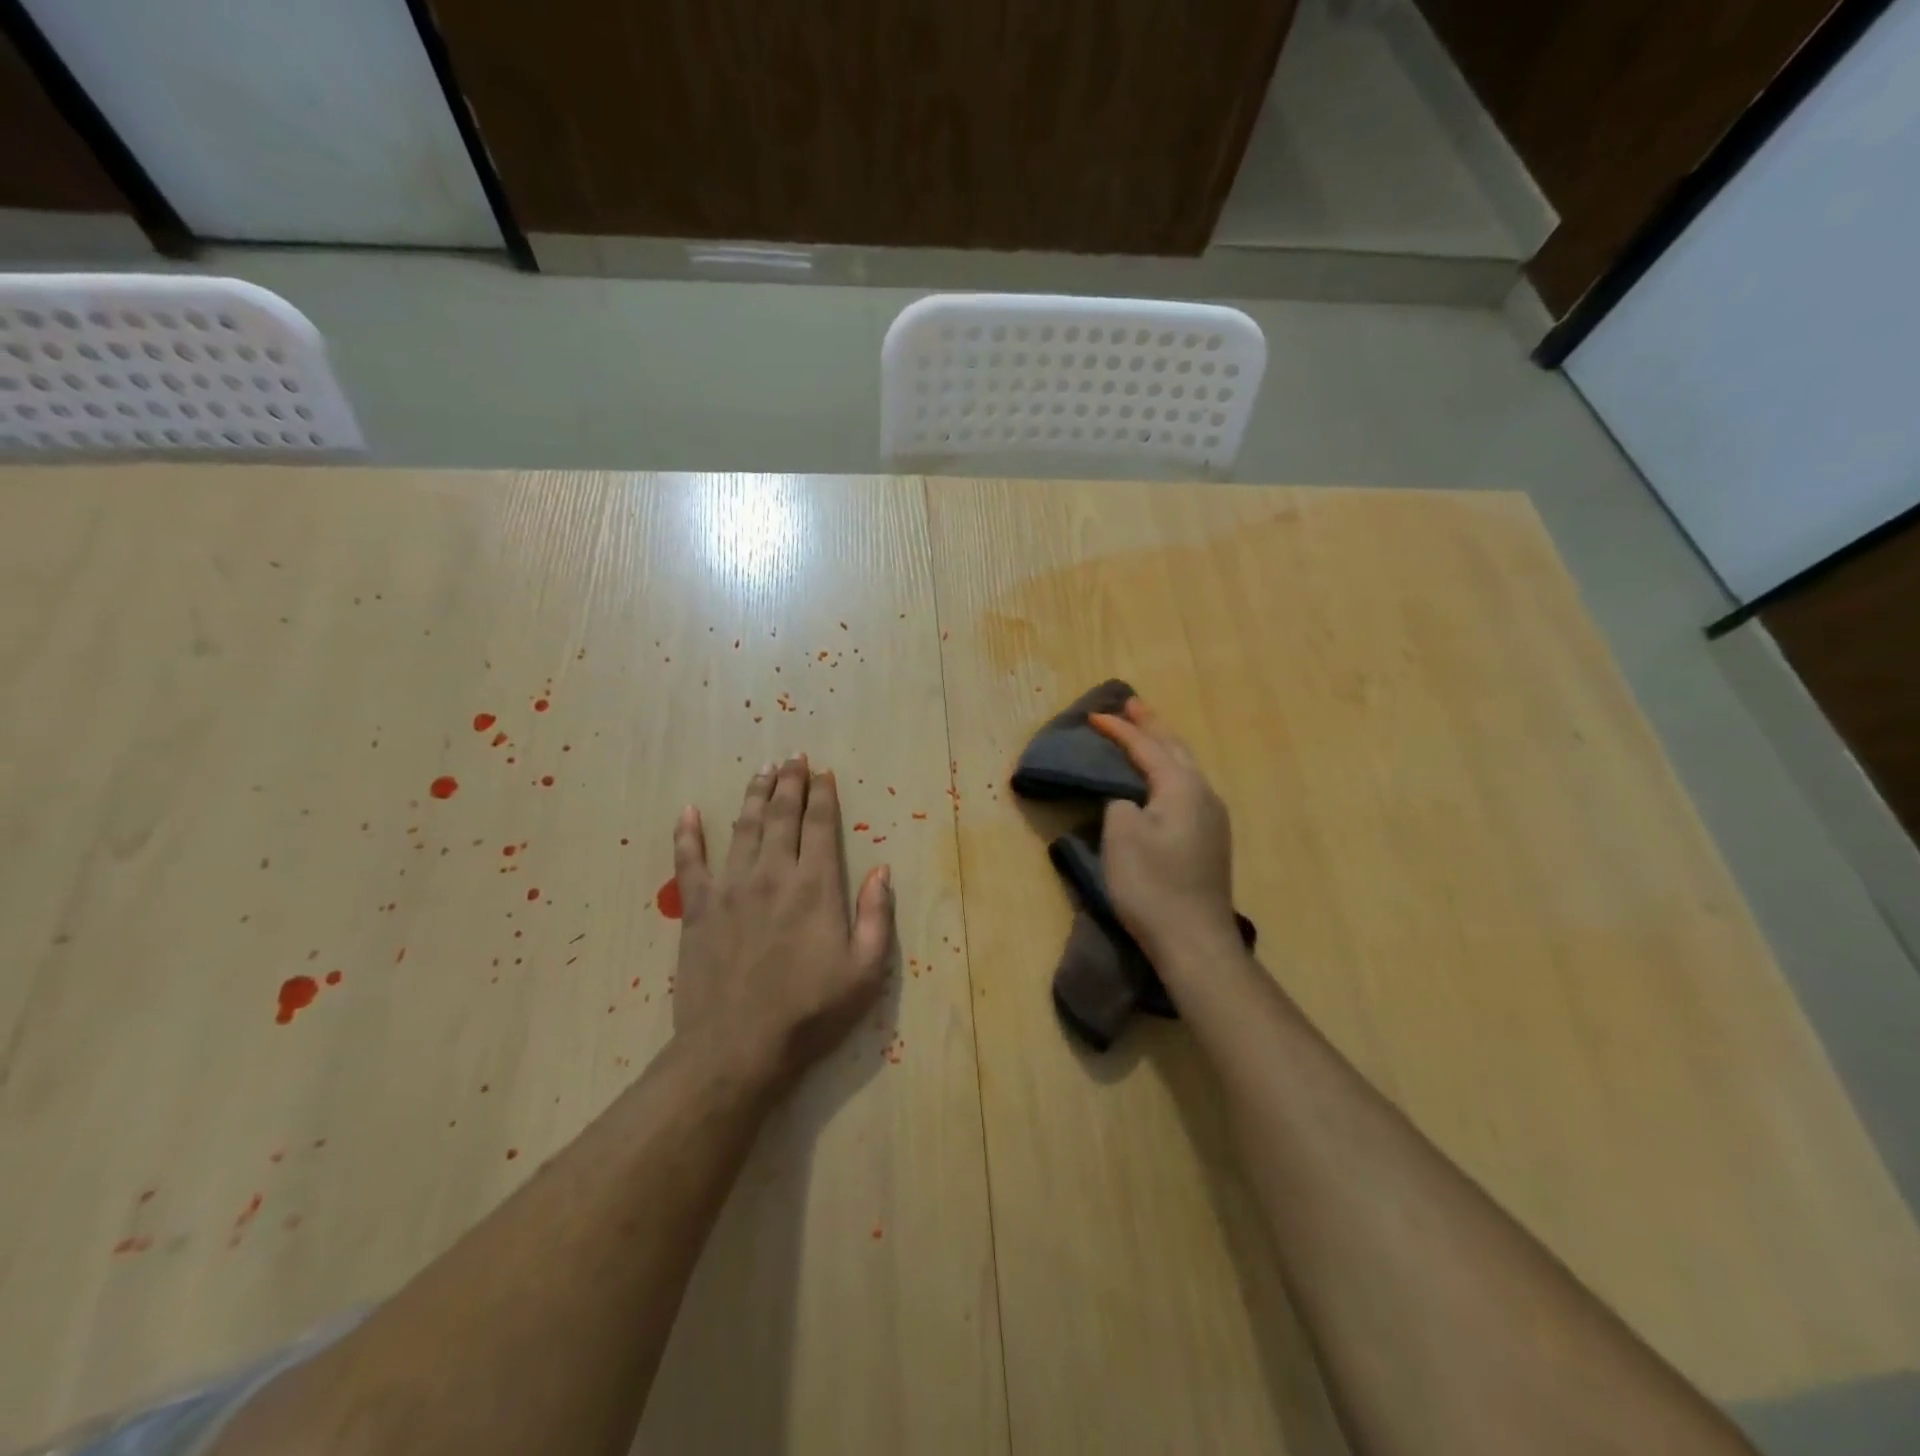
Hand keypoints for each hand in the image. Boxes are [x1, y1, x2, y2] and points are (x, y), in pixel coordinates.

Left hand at [668, 755, 895, 1090]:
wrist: (737, 1048)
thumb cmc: (810, 1012)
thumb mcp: (865, 971)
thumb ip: (877, 916)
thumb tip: (882, 870)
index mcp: (816, 886)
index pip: (821, 826)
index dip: (823, 795)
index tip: (823, 773)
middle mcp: (773, 874)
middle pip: (782, 815)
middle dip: (790, 782)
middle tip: (793, 756)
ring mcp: (731, 888)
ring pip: (743, 827)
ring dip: (753, 795)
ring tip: (762, 770)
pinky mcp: (697, 908)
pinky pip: (689, 862)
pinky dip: (687, 834)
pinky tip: (688, 811)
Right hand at [1089, 699, 1237, 961]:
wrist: (1194, 940)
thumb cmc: (1152, 884)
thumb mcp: (1122, 835)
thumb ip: (1121, 803)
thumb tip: (1129, 799)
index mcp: (1182, 786)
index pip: (1146, 747)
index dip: (1119, 730)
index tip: (1093, 715)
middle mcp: (1204, 794)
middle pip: (1175, 748)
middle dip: (1151, 725)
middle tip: (1131, 705)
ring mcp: (1212, 818)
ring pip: (1185, 768)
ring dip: (1163, 746)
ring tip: (1145, 733)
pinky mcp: (1210, 839)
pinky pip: (1187, 788)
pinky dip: (1169, 771)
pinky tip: (1161, 778)